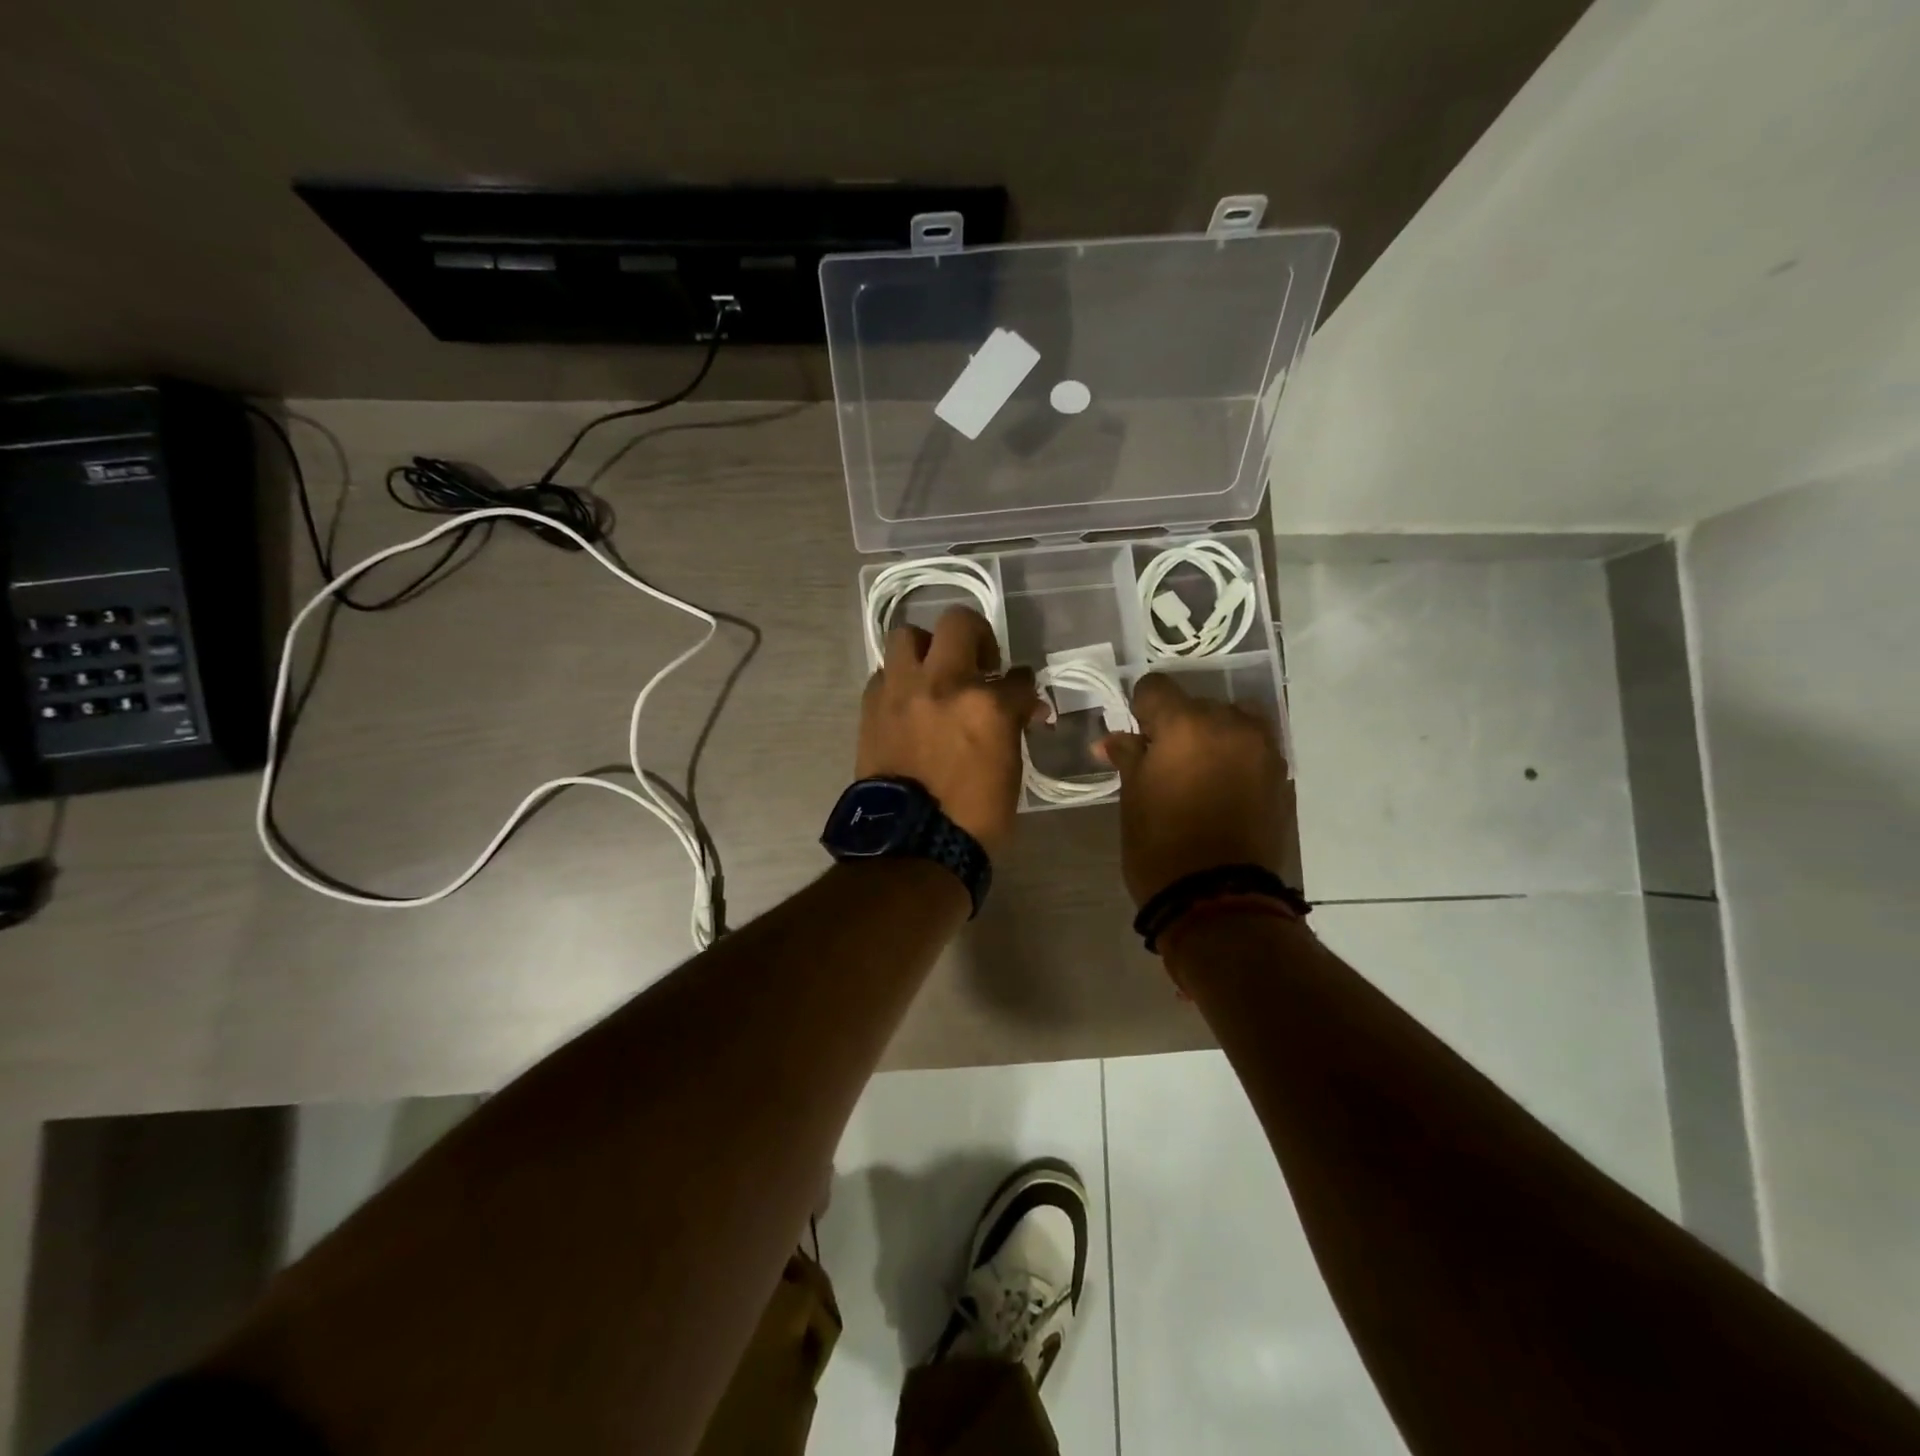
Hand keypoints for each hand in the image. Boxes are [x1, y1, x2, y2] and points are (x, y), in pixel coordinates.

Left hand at [857, 606, 1038, 854]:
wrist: (911, 846)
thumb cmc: (973, 819)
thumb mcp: (1009, 772)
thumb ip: (1012, 728)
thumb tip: (1020, 710)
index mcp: (986, 704)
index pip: (1017, 677)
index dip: (1023, 687)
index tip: (1022, 697)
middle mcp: (943, 684)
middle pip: (959, 623)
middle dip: (976, 635)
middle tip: (979, 662)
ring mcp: (902, 691)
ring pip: (908, 635)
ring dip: (926, 648)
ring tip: (934, 673)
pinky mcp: (872, 706)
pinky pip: (884, 673)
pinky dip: (900, 681)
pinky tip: (909, 701)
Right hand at [1097, 673, 1294, 905]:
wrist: (1219, 900)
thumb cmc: (1160, 847)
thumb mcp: (1133, 798)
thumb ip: (1128, 757)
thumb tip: (1111, 740)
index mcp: (1185, 724)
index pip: (1156, 688)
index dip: (1140, 709)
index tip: (1136, 738)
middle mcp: (1229, 724)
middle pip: (1196, 704)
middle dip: (1177, 725)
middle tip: (1163, 762)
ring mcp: (1262, 748)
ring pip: (1231, 720)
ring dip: (1212, 735)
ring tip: (1198, 771)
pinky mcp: (1280, 775)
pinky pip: (1252, 747)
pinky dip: (1235, 756)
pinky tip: (1221, 787)